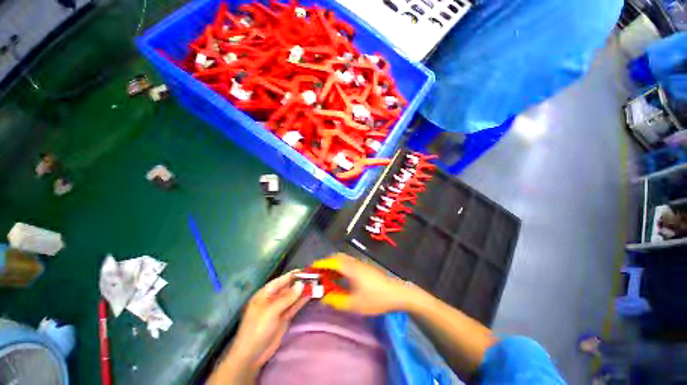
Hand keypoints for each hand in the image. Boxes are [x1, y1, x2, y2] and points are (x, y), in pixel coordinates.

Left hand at [212, 271, 308, 382]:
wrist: (252, 355)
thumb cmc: (257, 329)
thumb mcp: (271, 311)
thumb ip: (287, 297)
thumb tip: (301, 284)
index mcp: (265, 294)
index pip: (280, 281)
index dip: (292, 275)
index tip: (305, 271)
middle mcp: (272, 299)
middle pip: (288, 288)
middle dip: (299, 283)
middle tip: (313, 278)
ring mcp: (278, 309)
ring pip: (292, 297)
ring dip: (302, 292)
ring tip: (315, 285)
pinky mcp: (284, 318)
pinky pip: (294, 306)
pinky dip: (301, 301)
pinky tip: (310, 295)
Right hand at [312, 253, 413, 314]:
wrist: (397, 293)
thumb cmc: (376, 298)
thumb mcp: (355, 304)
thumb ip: (338, 301)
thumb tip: (324, 298)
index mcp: (351, 269)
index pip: (332, 262)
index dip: (321, 264)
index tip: (311, 268)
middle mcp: (355, 263)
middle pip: (337, 258)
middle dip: (326, 263)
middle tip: (318, 273)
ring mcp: (361, 264)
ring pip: (343, 260)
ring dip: (334, 265)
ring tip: (327, 276)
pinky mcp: (365, 267)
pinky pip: (348, 263)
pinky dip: (340, 267)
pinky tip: (341, 278)